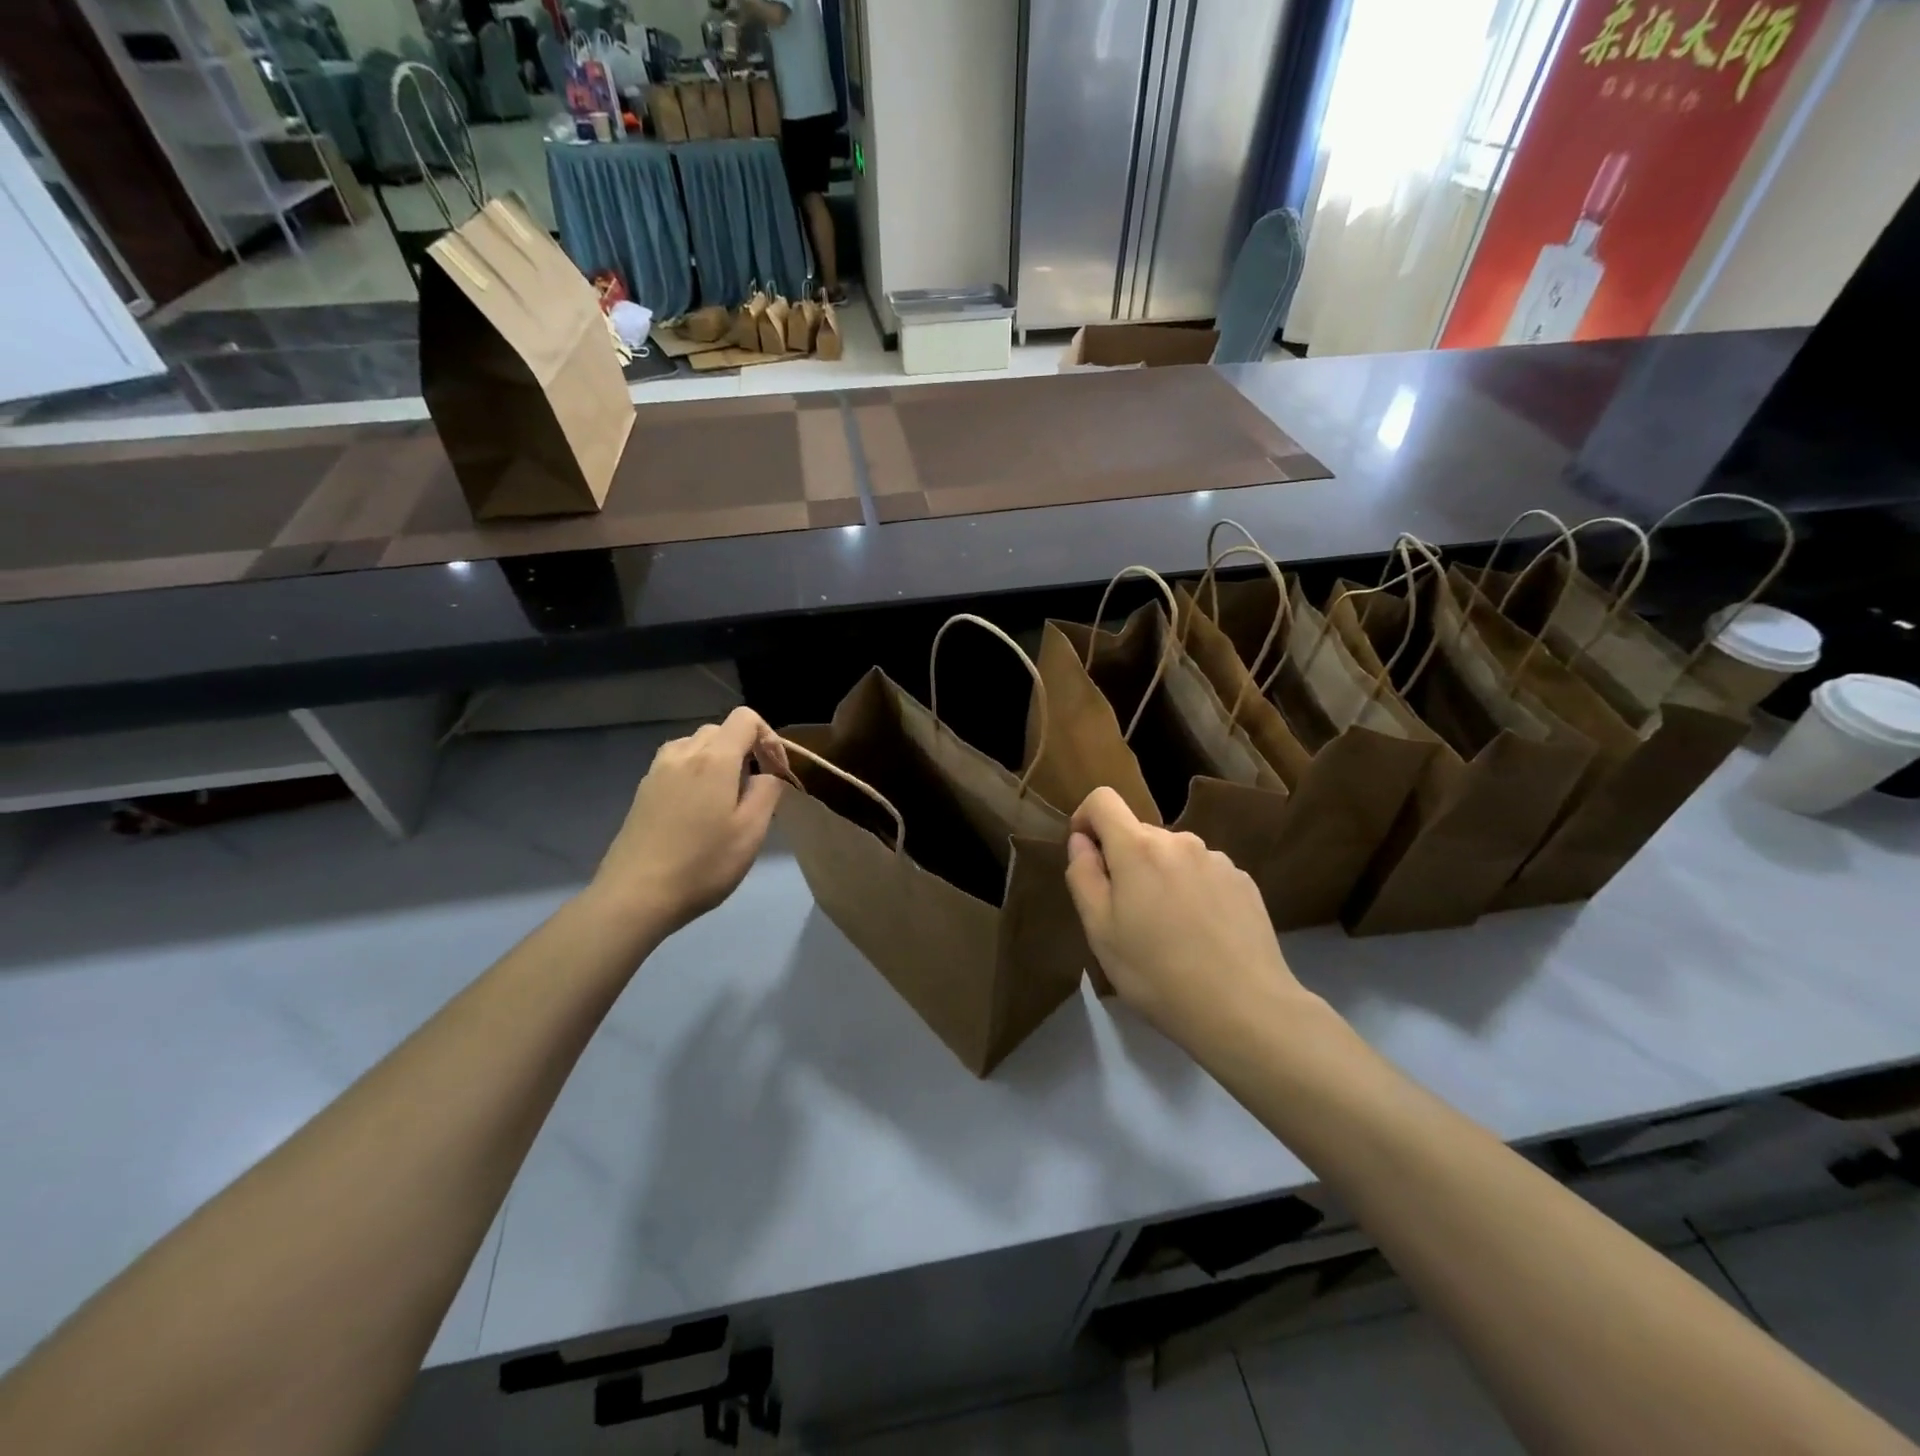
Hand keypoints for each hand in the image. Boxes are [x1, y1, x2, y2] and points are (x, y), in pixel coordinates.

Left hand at [588, 708, 785, 942]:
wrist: (636, 896)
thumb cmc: (702, 864)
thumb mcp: (751, 831)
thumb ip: (768, 792)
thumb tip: (768, 775)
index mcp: (714, 759)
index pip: (746, 719)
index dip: (769, 738)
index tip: (777, 772)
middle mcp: (683, 754)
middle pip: (720, 730)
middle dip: (745, 750)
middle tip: (756, 789)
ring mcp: (657, 771)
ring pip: (696, 745)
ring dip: (718, 760)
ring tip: (727, 797)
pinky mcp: (643, 791)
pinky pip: (677, 764)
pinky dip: (696, 773)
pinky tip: (698, 810)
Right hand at [1065, 787, 1307, 1045]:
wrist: (1245, 1010)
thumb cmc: (1157, 973)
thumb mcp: (1100, 931)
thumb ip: (1083, 875)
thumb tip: (1081, 841)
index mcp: (1138, 848)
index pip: (1102, 799)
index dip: (1085, 818)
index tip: (1085, 854)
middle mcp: (1180, 840)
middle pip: (1138, 833)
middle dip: (1125, 861)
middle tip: (1127, 915)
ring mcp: (1217, 859)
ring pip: (1173, 855)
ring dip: (1161, 876)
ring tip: (1169, 930)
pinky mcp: (1244, 881)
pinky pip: (1204, 873)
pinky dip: (1192, 890)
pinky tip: (1202, 934)